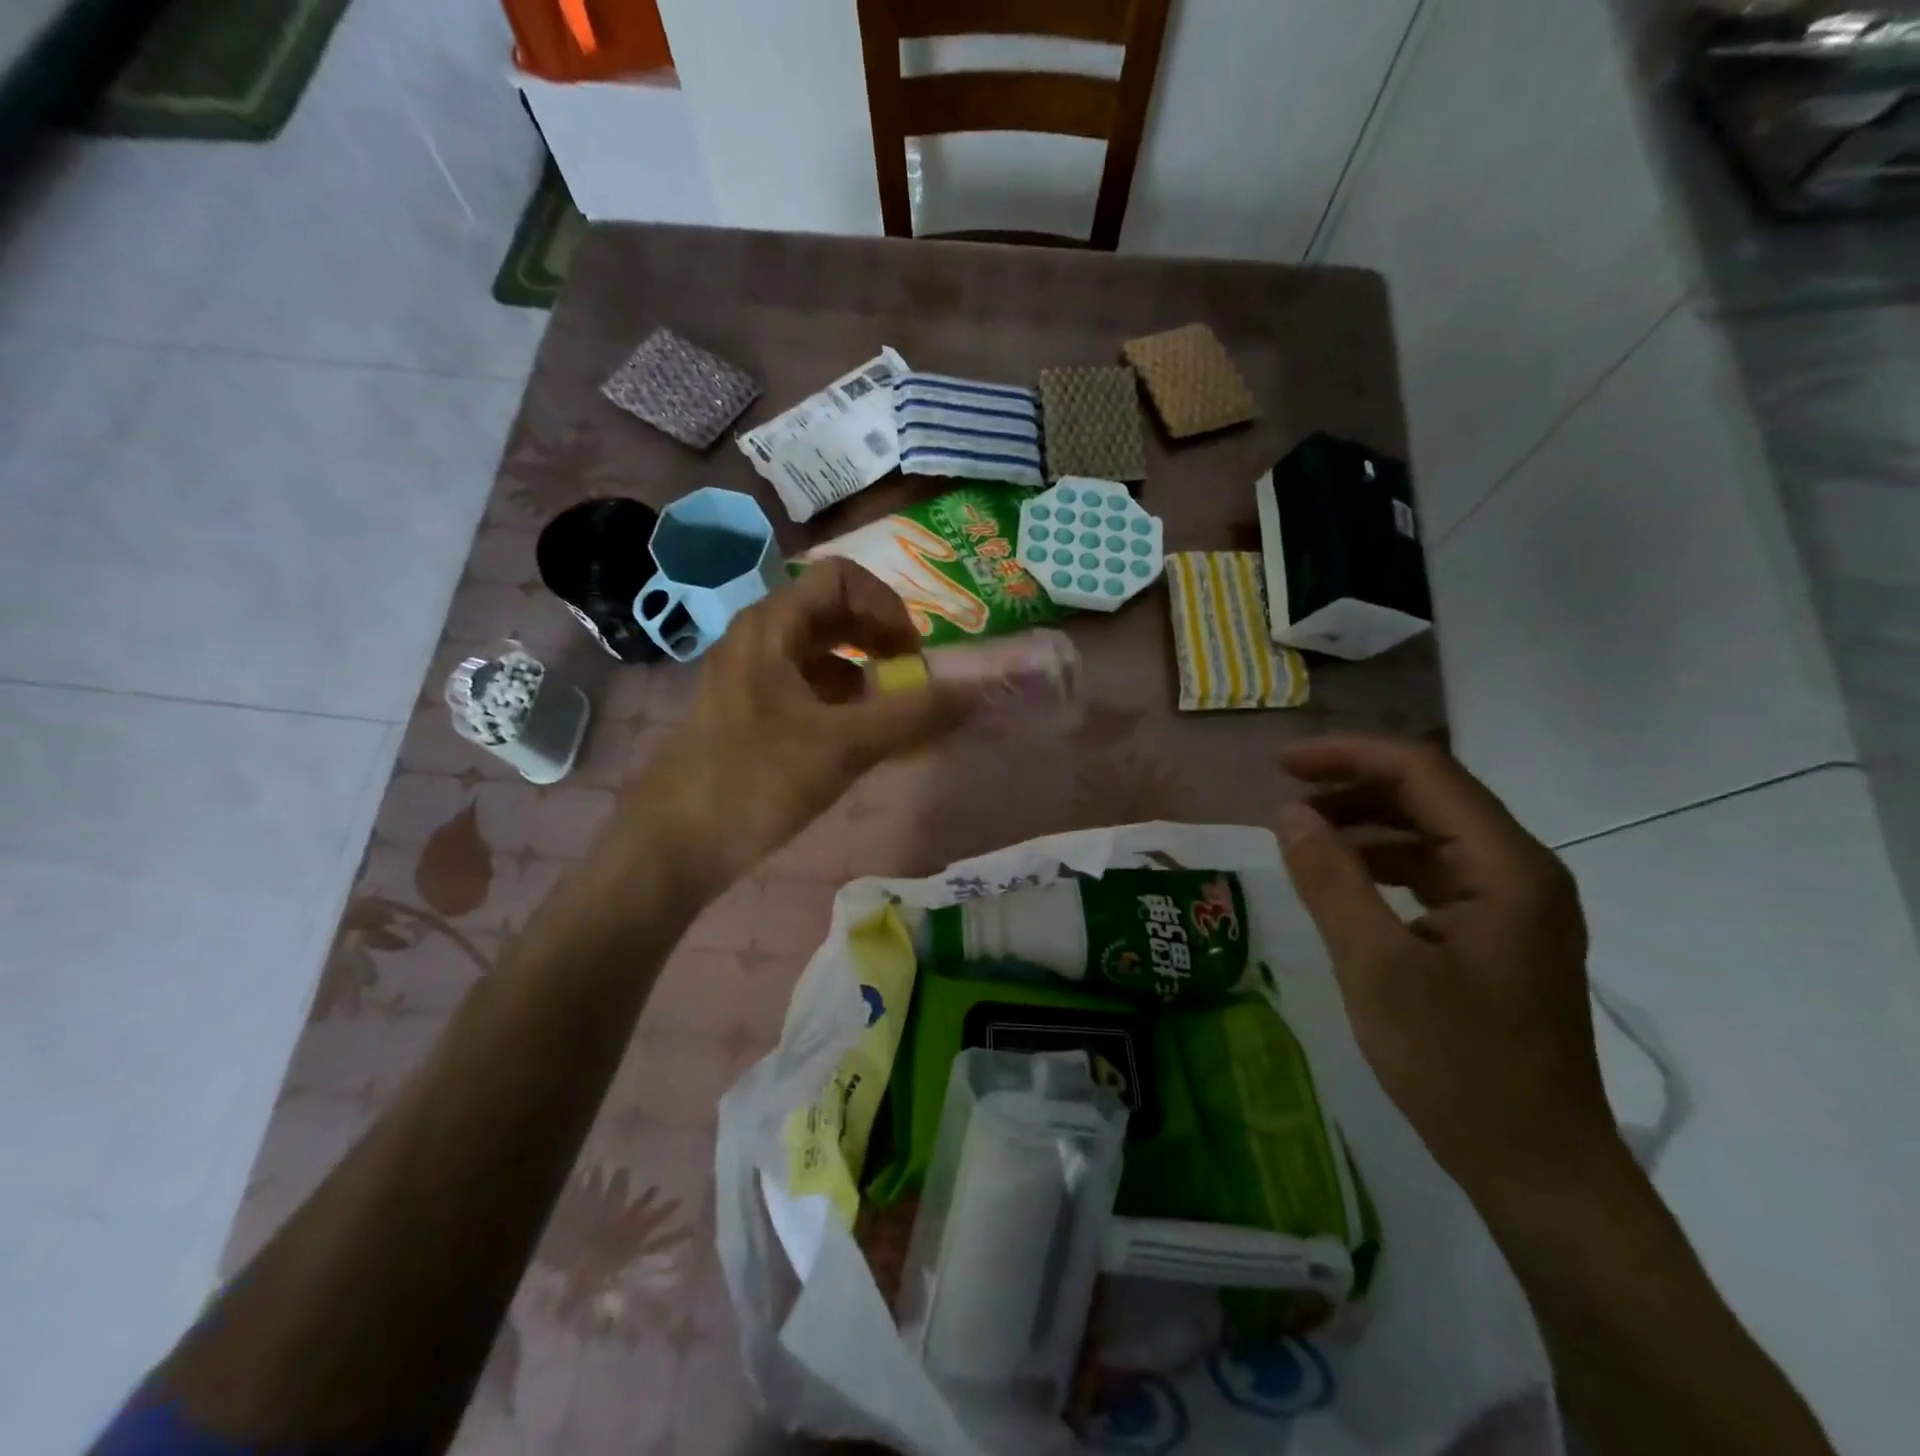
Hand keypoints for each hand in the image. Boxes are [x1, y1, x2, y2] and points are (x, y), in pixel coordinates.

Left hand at [629, 558, 973, 888]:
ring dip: (864, 673)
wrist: (670, 846)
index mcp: (771, 626)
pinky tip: (858, 740)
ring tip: (890, 715)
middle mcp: (757, 639)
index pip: (841, 578)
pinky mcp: (747, 713)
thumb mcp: (842, 746)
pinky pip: (805, 688)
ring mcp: (748, 677)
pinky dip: (840, 702)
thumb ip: (913, 715)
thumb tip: (976, 691)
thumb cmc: (753, 782)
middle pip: (831, 613)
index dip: (887, 606)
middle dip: (880, 640)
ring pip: (819, 653)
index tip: (913, 655)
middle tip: (911, 680)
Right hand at [1276, 736, 1615, 1205]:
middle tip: (1282, 801)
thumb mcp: (1376, 967)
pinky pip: (1436, 871)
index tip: (1279, 765)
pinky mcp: (1500, 933)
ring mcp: (1515, 903)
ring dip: (1365, 824)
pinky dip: (1384, 862)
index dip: (1347, 755)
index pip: (1423, 771)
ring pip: (1431, 832)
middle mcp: (1521, 870)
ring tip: (1302, 838)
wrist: (1538, 1168)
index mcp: (1505, 867)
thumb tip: (1287, 813)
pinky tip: (1344, 881)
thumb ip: (1330, 880)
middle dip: (1352, 786)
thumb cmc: (1457, 1065)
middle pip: (1430, 794)